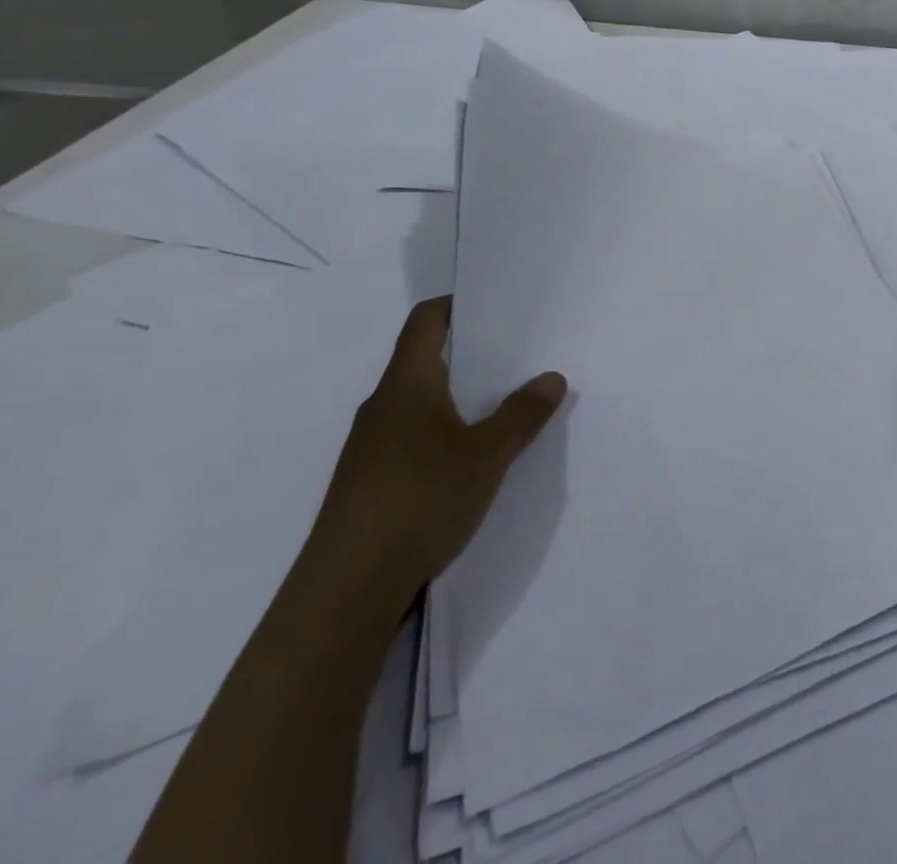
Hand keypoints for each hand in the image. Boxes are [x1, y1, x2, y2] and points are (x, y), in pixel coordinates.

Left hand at [309, 296, 567, 607]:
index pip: (425, 321)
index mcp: (406, 384)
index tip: (497, 303)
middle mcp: (383, 407)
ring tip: (508, 402)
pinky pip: (416, 437)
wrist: (345, 592)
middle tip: (521, 352)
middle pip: (426, 360)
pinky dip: (448, 432)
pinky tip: (476, 456)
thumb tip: (551, 377)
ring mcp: (372, 448)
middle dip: (472, 353)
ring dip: (462, 397)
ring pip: (422, 402)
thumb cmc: (419, 499)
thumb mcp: (487, 453)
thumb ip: (522, 413)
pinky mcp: (371, 483)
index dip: (457, 304)